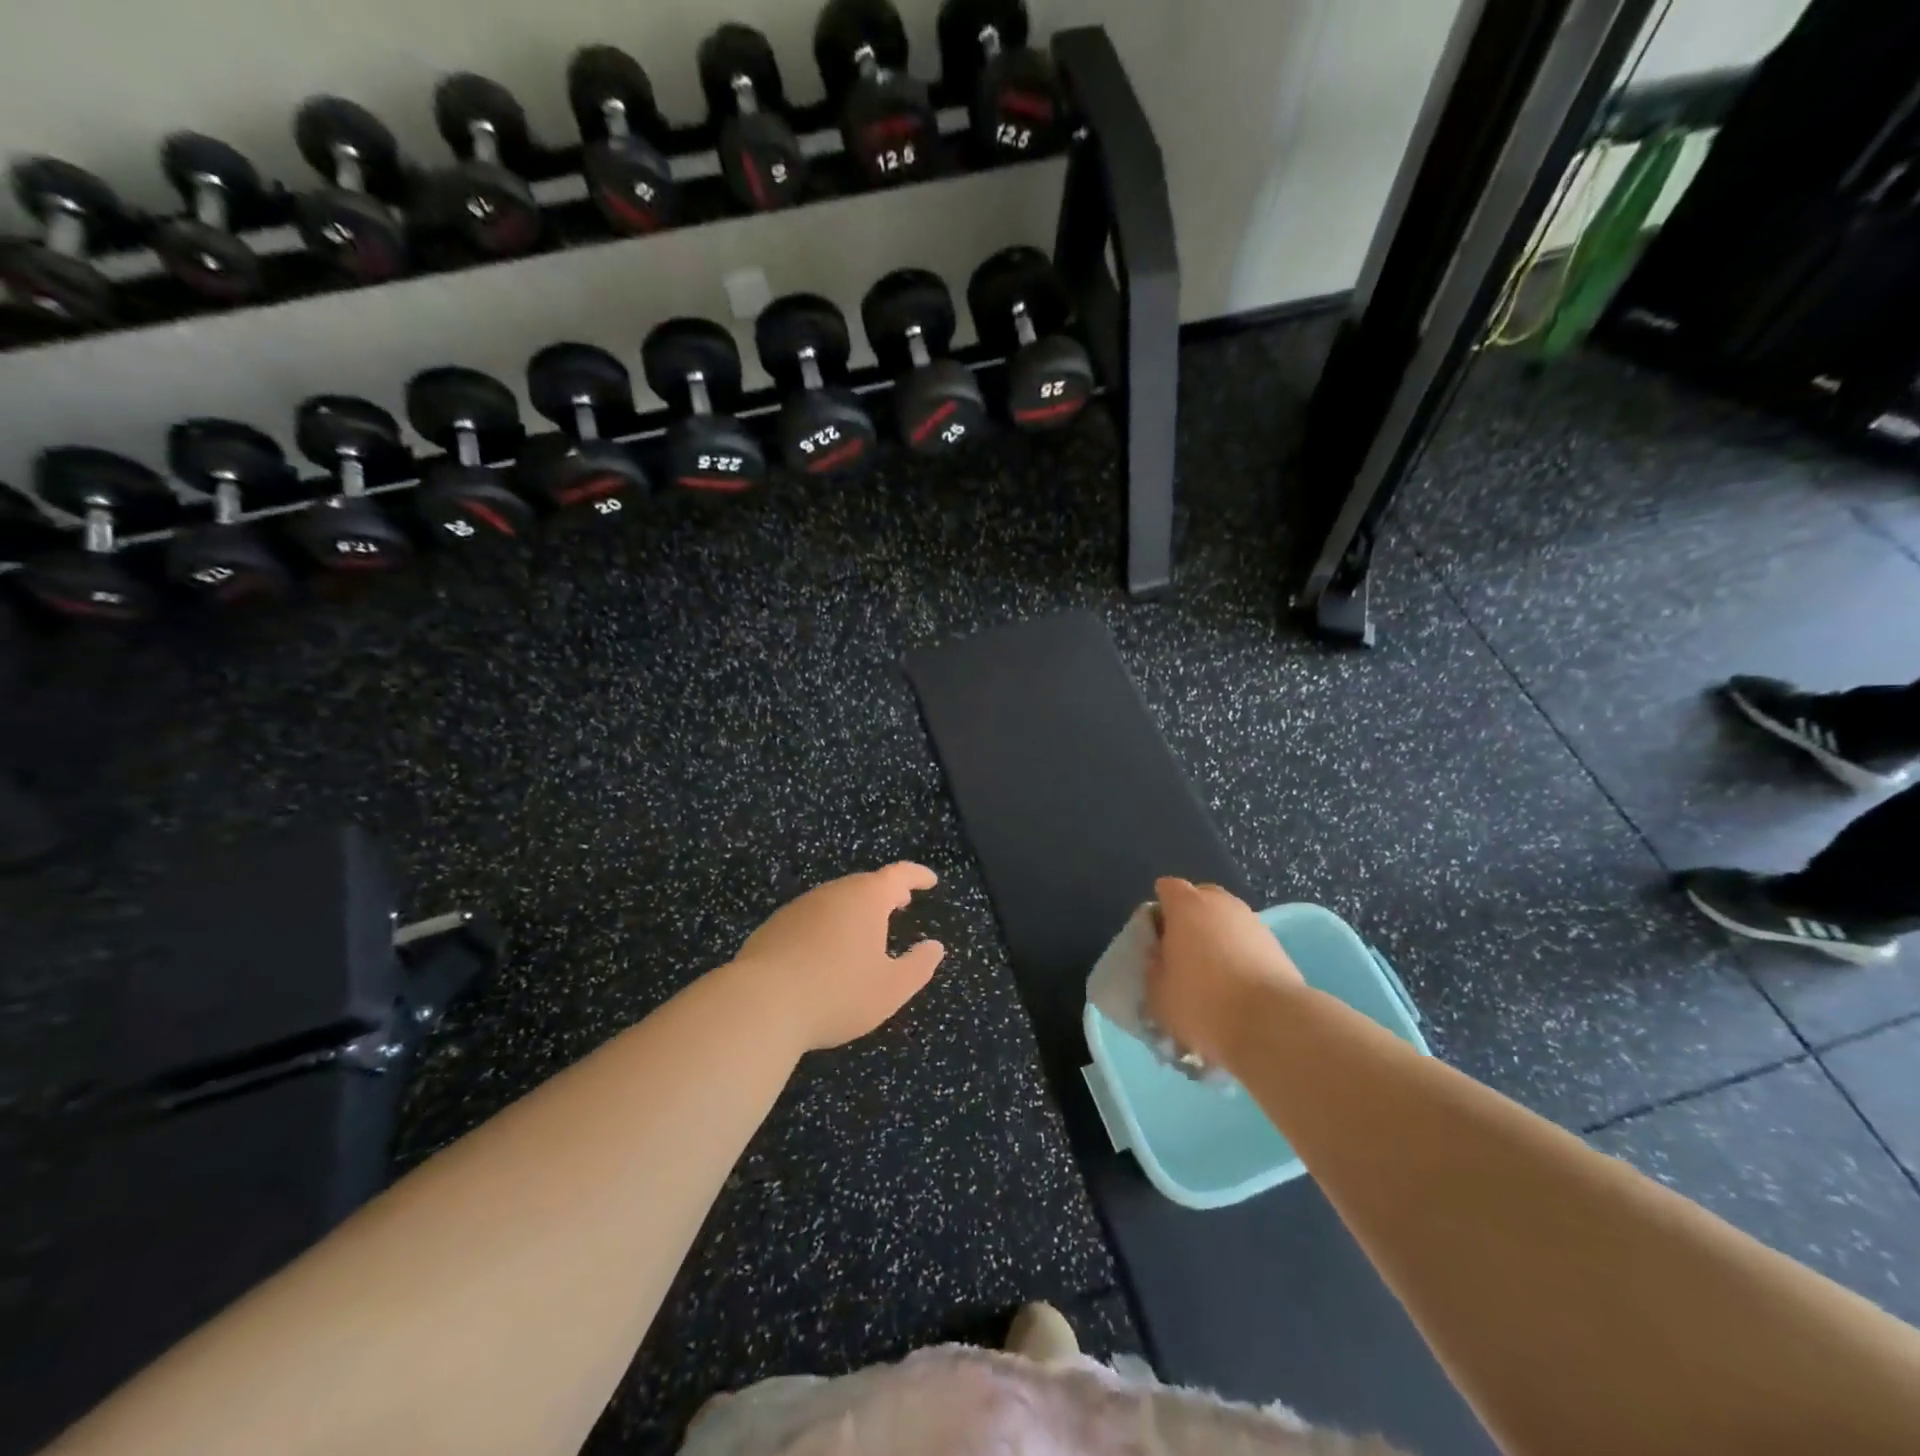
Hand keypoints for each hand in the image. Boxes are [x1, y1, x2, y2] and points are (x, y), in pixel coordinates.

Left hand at [731, 864, 946, 1051]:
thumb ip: (918, 966)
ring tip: (866, 930)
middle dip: (885, 892)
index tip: (930, 881)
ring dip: (855, 909)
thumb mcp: (890, 989)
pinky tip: (825, 952)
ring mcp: (799, 908)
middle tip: (901, 903)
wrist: (759, 1004)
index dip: (917, 876)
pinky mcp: (774, 927)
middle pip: (864, 884)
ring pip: (835, 900)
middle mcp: (832, 893)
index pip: (899, 875)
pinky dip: (828, 926)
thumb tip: (934, 947)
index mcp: (866, 899)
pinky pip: (811, 918)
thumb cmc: (837, 994)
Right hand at [1146, 877, 1304, 1067]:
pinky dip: (1240, 952)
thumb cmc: (1202, 1002)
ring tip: (1213, 970)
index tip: (1156, 935)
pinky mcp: (1277, 944)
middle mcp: (1220, 903)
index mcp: (1185, 905)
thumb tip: (1160, 957)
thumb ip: (1153, 966)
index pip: (1167, 888)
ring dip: (1218, 935)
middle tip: (1183, 949)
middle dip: (1190, 916)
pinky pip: (1248, 940)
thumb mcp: (1158, 992)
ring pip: (1227, 918)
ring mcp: (1252, 921)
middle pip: (1201, 897)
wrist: (1272, 1023)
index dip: (1160, 909)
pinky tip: (1237, 982)